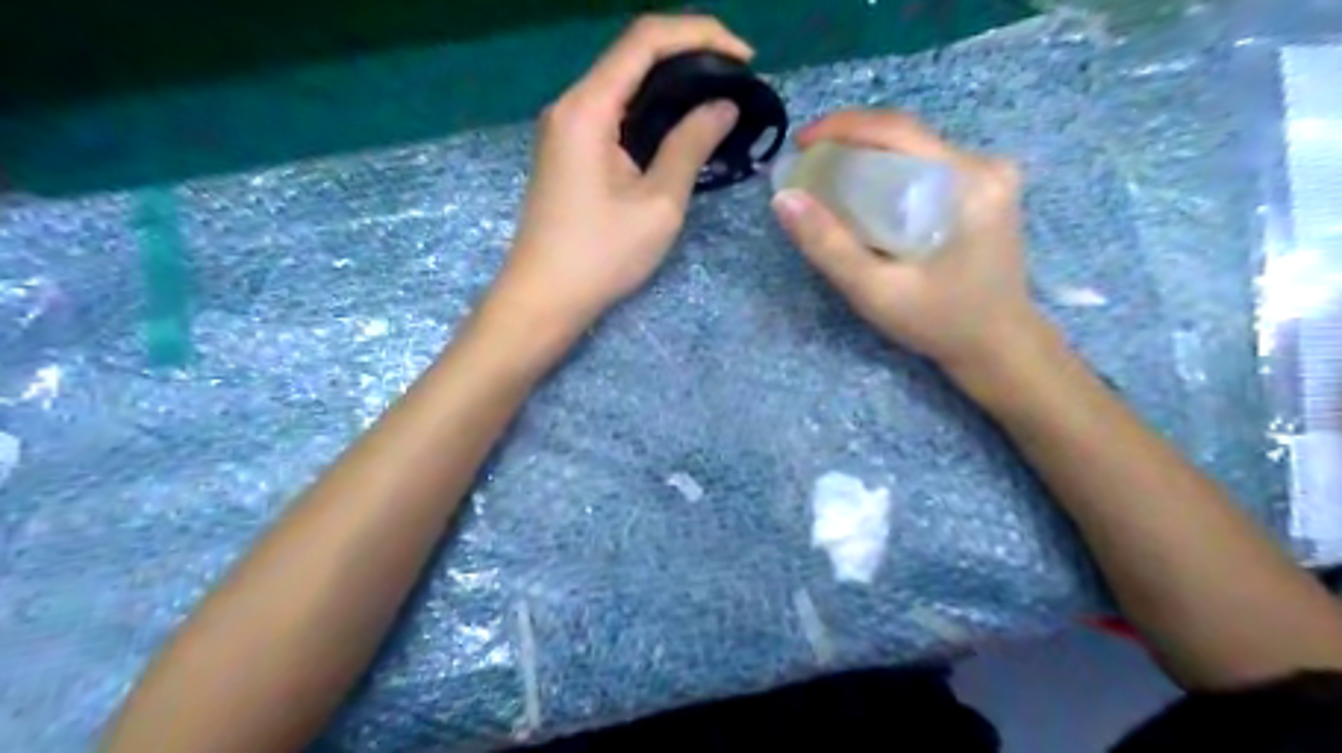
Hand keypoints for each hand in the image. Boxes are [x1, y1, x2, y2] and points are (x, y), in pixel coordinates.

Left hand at [499, 14, 750, 328]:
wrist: (545, 297)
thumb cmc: (601, 256)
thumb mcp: (658, 203)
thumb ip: (690, 146)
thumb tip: (723, 106)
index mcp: (587, 109)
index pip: (645, 40)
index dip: (700, 34)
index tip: (745, 58)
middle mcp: (570, 105)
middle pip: (632, 54)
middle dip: (690, 55)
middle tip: (737, 79)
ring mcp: (566, 127)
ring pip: (624, 82)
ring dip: (671, 83)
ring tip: (718, 100)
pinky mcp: (569, 150)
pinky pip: (614, 111)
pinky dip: (651, 109)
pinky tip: (679, 127)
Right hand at [772, 105, 1042, 371]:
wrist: (996, 345)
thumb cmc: (939, 322)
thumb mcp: (875, 291)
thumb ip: (829, 246)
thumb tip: (784, 197)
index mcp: (969, 182)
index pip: (898, 130)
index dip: (843, 126)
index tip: (799, 143)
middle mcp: (985, 166)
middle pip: (906, 136)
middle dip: (851, 143)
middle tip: (808, 166)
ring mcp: (990, 176)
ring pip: (914, 150)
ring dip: (868, 158)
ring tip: (827, 179)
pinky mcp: (985, 190)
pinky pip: (926, 167)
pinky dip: (889, 174)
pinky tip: (865, 195)